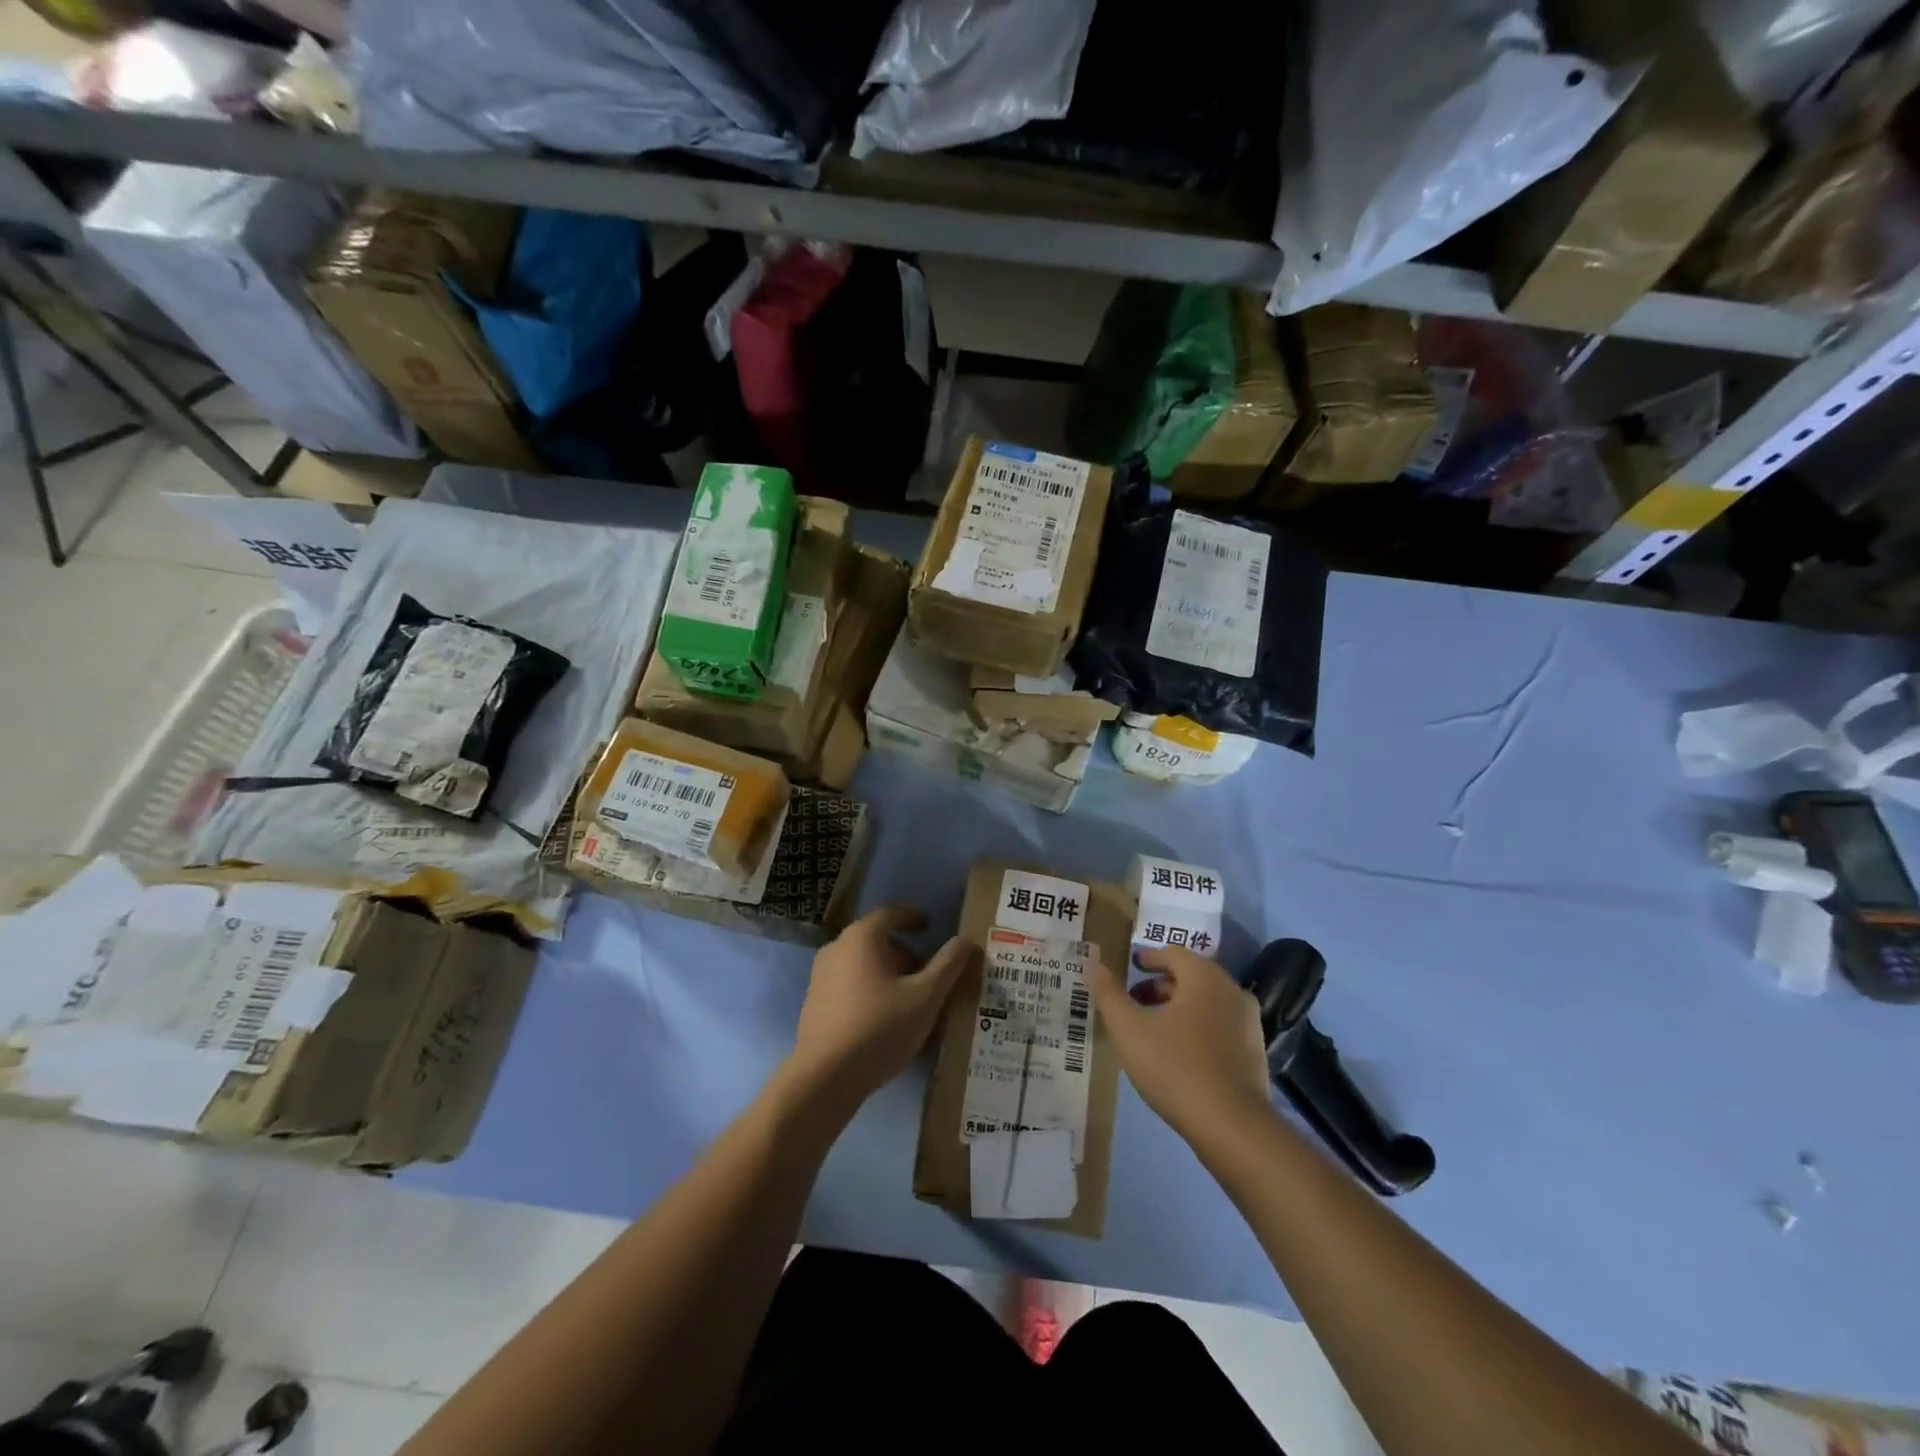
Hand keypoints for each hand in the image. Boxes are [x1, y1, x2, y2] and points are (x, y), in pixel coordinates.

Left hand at [786, 906, 976, 1112]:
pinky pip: (849, 984)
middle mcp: (836, 948)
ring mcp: (820, 976)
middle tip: (927, 974)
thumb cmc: (880, 1027)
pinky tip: (885, 1019)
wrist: (824, 1078)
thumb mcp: (925, 997)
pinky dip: (870, 990)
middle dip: (904, 953)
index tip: (931, 927)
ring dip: (888, 974)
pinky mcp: (815, 1003)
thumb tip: (966, 940)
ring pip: (862, 964)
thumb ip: (948, 966)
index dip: (913, 917)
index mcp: (862, 937)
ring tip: (910, 1000)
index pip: (890, 913)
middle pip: (876, 940)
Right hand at [1087, 945, 1272, 1142]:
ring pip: (1207, 1001)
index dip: (1148, 958)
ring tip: (1153, 1028)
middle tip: (1134, 1000)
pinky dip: (1198, 1026)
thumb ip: (1108, 994)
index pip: (1173, 953)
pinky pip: (1221, 1025)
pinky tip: (1180, 1052)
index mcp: (1204, 977)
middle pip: (1191, 976)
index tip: (1129, 967)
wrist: (1232, 1126)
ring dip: (1179, 1006)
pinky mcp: (1255, 1050)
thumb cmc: (1175, 1067)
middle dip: (1160, 984)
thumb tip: (1092, 963)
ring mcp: (1249, 1021)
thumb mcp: (1129, 1030)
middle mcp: (1231, 990)